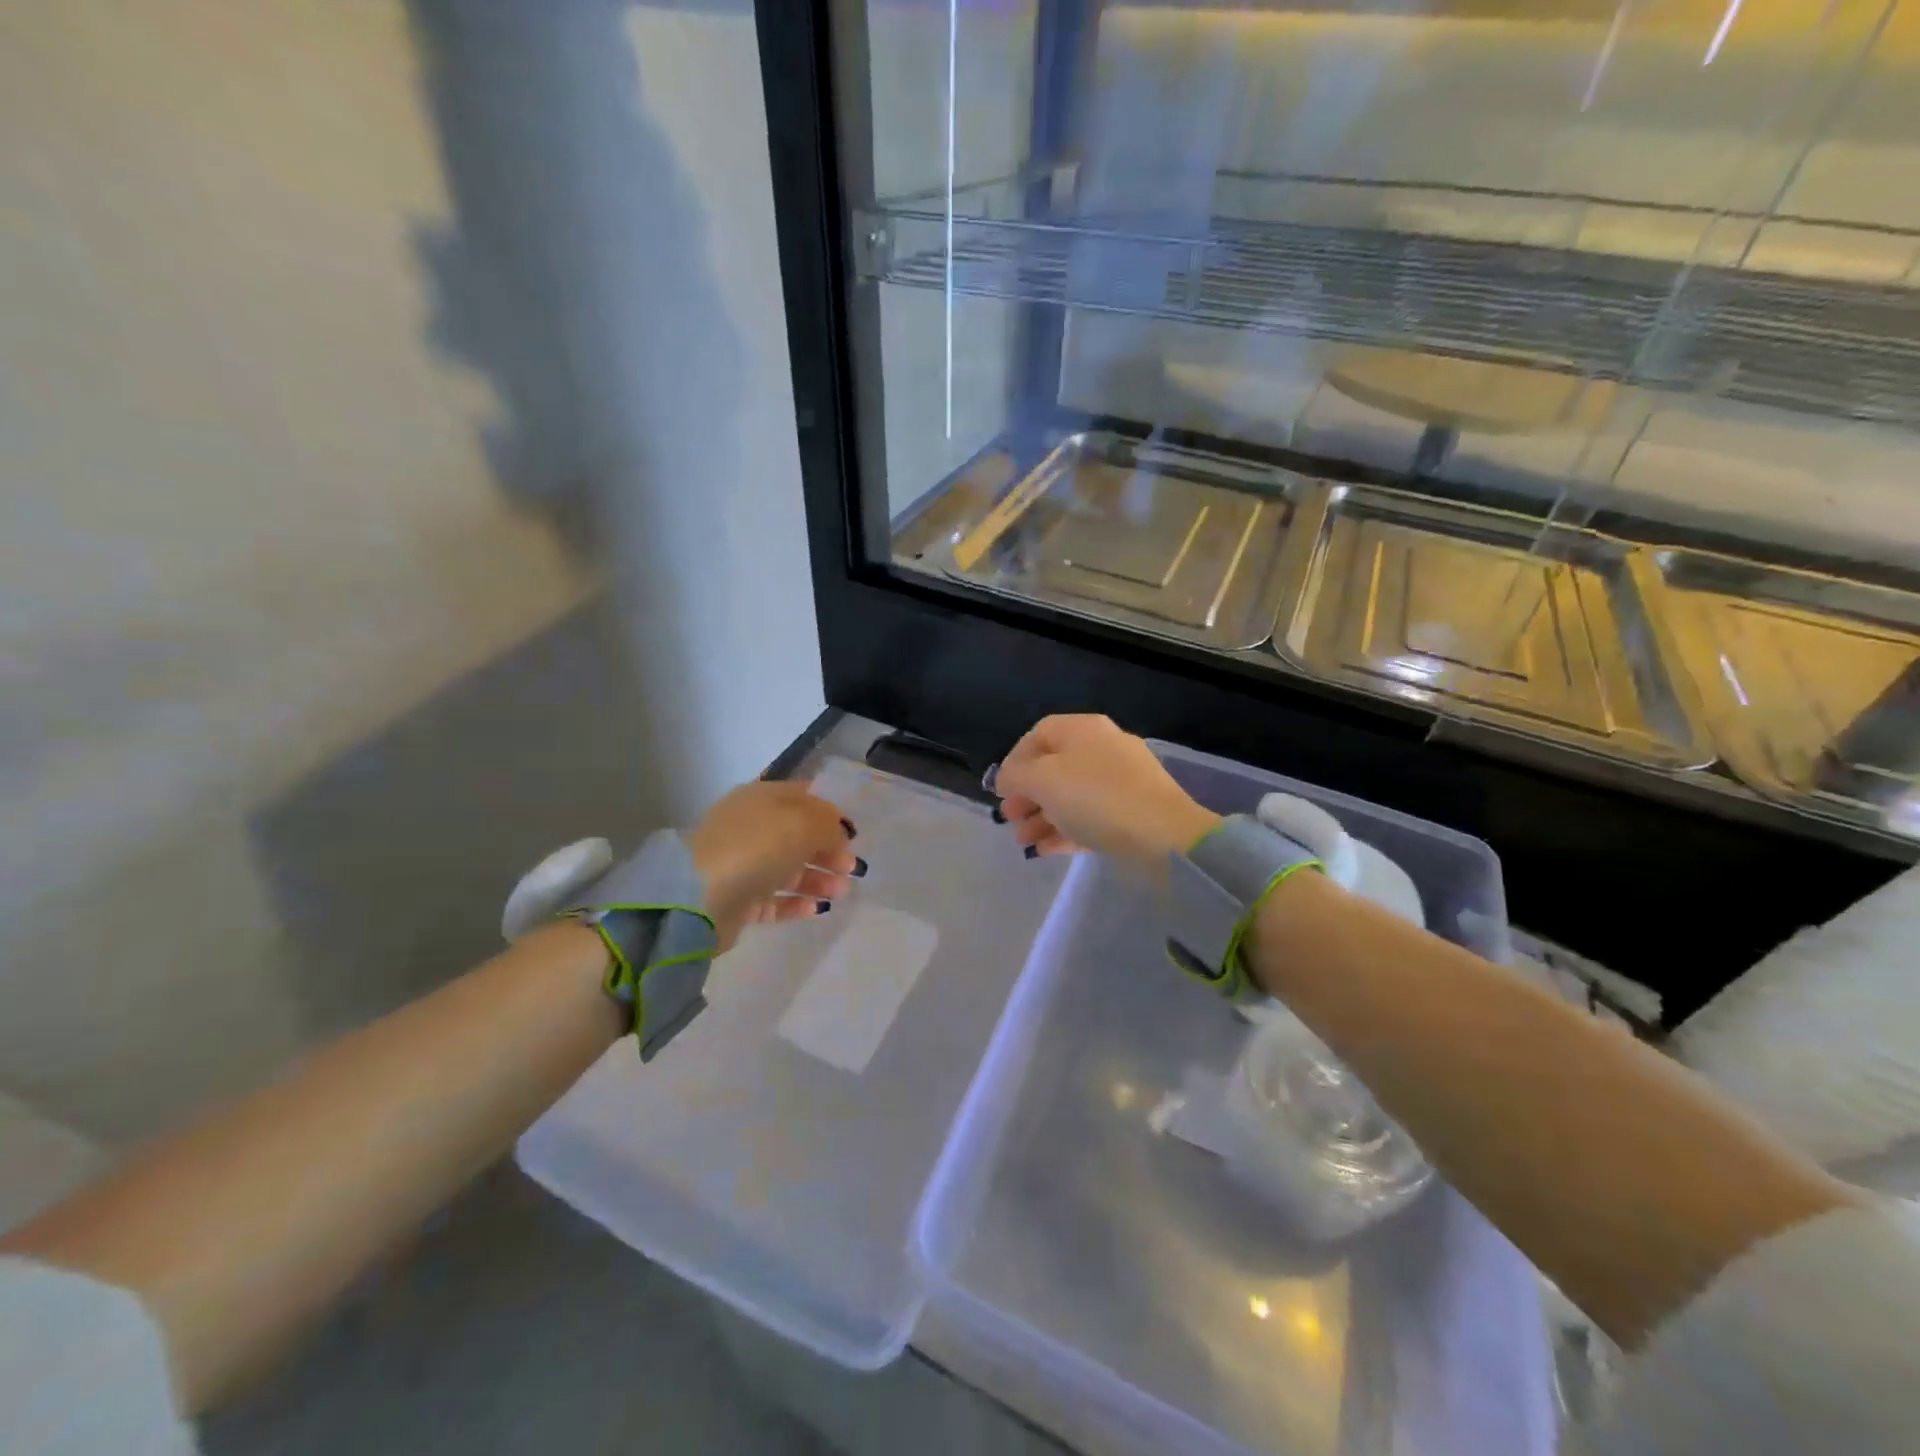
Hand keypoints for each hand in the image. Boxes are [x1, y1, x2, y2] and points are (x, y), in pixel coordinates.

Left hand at [685, 780, 862, 951]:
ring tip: (842, 892)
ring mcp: (743, 864)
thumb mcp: (803, 823)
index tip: (855, 834)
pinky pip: (774, 899)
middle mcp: (751, 828)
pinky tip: (818, 909)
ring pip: (789, 869)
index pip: (804, 798)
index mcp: (762, 798)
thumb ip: (829, 824)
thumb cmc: (755, 848)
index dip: (831, 814)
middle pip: (799, 836)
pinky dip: (797, 902)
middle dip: (829, 851)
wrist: (698, 898)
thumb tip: (840, 833)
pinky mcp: (738, 900)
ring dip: (818, 879)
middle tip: (853, 869)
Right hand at [992, 715, 1218, 876]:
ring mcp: (1121, 783)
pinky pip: (1089, 818)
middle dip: (1026, 794)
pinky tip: (1044, 851)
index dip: (1014, 759)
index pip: (1039, 734)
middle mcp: (1103, 748)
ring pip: (1070, 795)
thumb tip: (1004, 779)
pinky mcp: (1131, 814)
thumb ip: (1014, 776)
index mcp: (1083, 730)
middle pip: (1054, 767)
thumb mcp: (1042, 781)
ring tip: (1023, 842)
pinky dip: (1064, 831)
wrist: (1164, 837)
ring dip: (1041, 817)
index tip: (1000, 789)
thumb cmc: (1095, 798)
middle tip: (1009, 818)